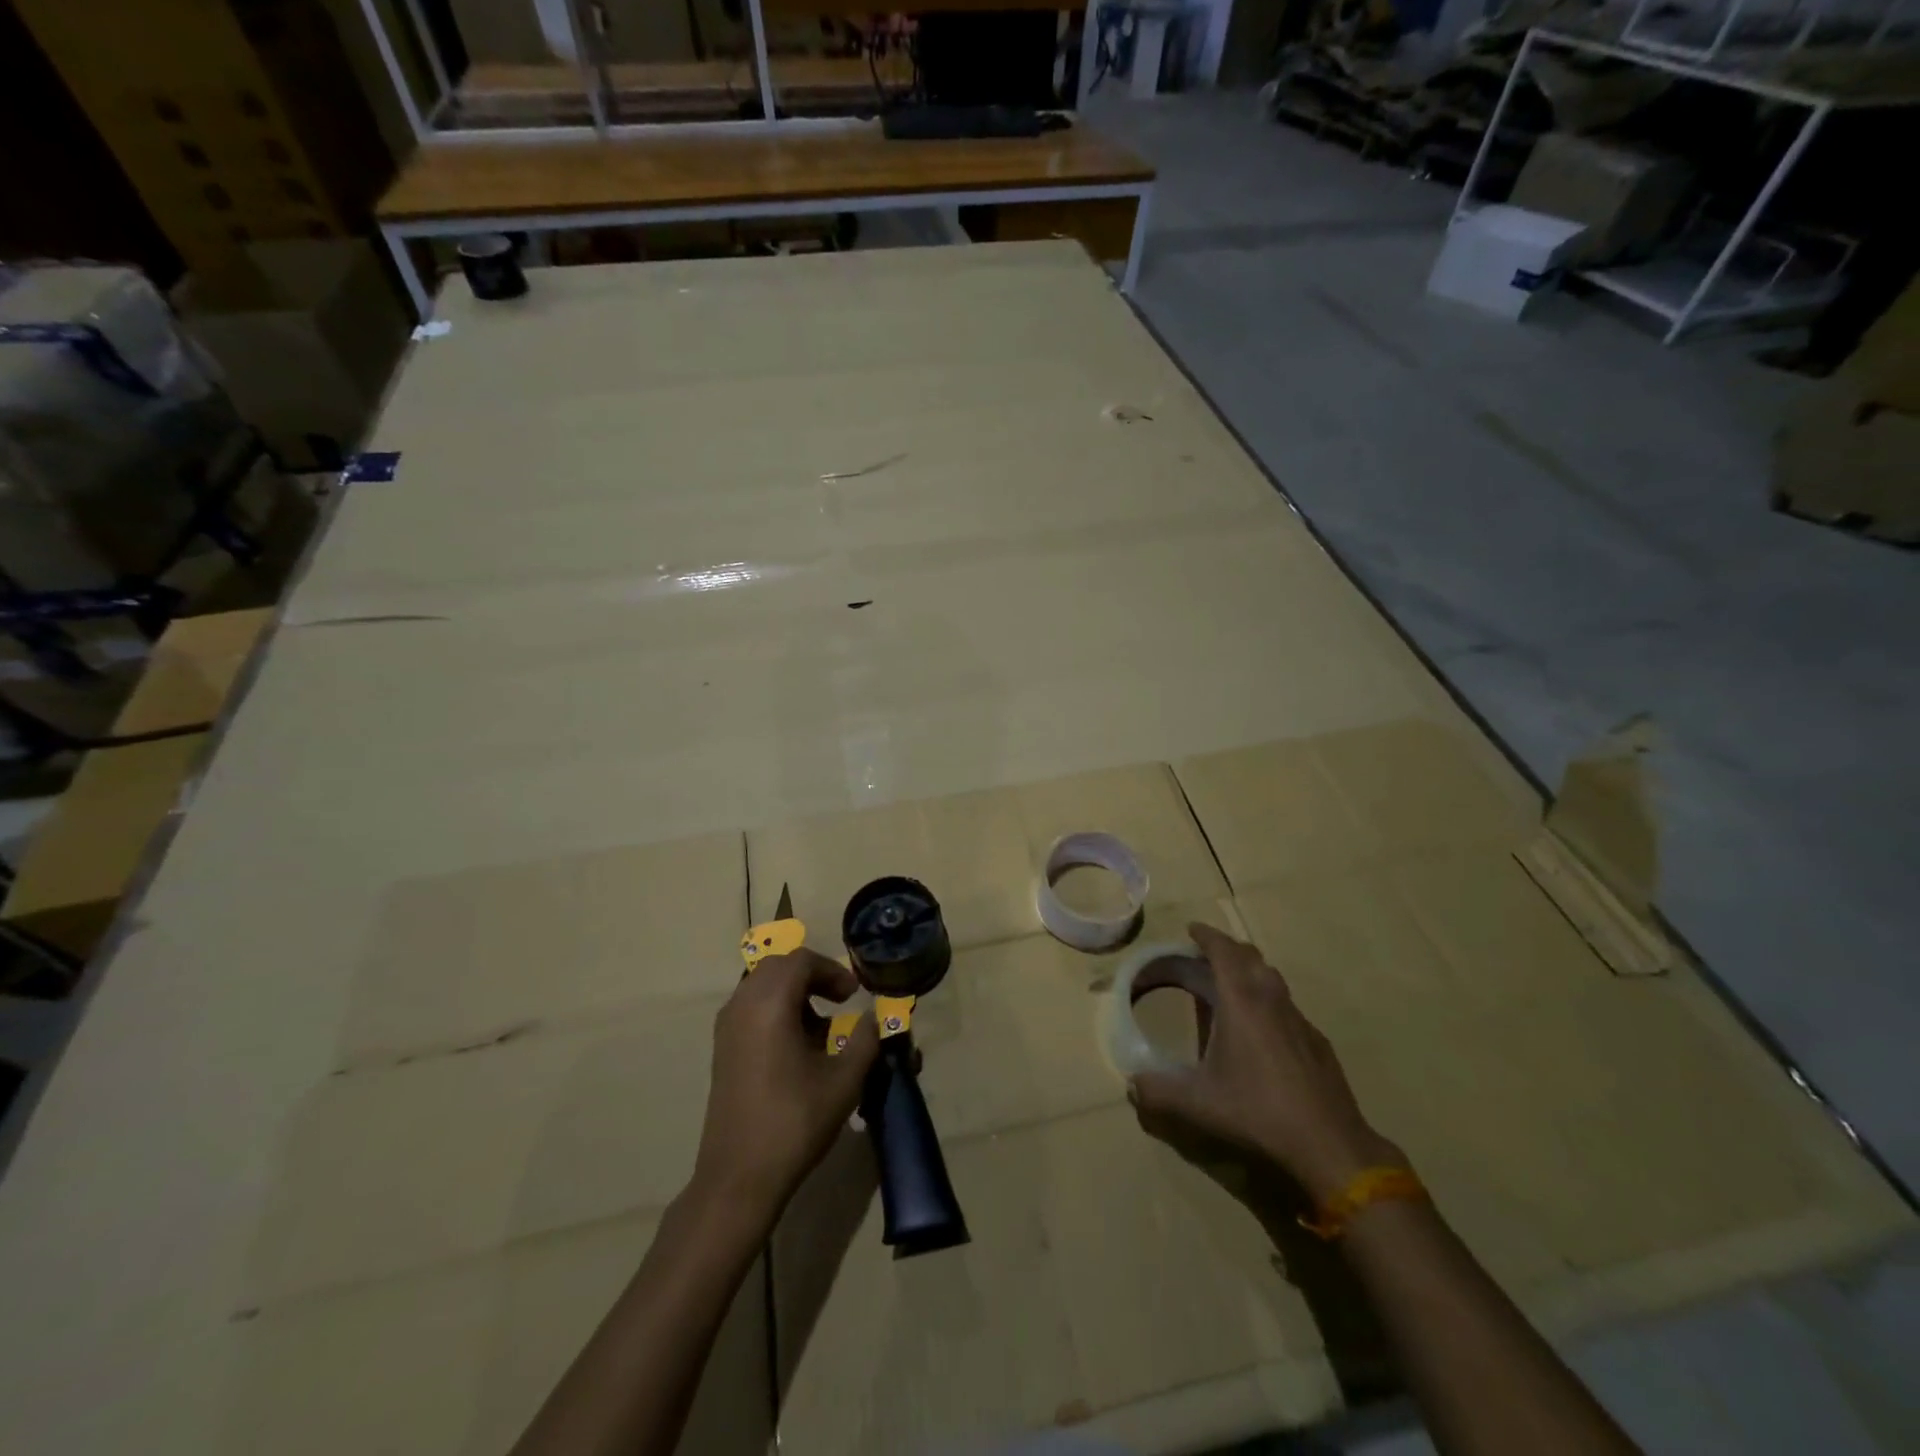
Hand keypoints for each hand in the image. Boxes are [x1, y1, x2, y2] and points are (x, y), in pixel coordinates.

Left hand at [692, 949, 879, 1223]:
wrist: (738, 1177)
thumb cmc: (794, 1123)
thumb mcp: (844, 1081)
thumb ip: (865, 1040)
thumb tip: (875, 1018)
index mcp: (770, 1004)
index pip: (801, 961)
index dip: (832, 970)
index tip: (854, 995)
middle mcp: (743, 1005)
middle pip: (778, 966)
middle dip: (812, 976)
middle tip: (839, 1001)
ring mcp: (727, 1028)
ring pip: (762, 986)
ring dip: (793, 994)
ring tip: (821, 1028)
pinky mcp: (722, 1049)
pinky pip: (750, 1008)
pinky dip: (776, 1011)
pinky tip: (795, 1047)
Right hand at [1129, 923, 1404, 1202]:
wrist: (1329, 1145)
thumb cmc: (1258, 1112)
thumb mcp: (1198, 1104)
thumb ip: (1158, 1092)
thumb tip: (1131, 1085)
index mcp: (1242, 1002)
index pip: (1224, 952)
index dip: (1207, 936)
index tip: (1192, 929)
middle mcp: (1272, 1001)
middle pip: (1251, 957)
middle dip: (1227, 949)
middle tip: (1205, 955)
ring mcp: (1300, 1021)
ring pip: (1273, 979)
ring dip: (1250, 972)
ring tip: (1231, 986)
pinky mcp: (1317, 1044)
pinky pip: (1288, 1007)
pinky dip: (1269, 1002)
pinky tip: (1262, 1031)